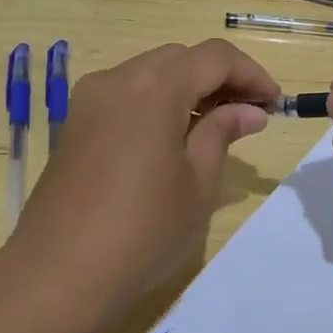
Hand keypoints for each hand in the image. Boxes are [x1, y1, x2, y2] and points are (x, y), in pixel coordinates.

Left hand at [10, 40, 278, 323]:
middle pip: (180, 58)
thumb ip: (222, 134)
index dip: (251, 74)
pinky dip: (157, 102)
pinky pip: (126, 94)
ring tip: (215, 128)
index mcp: (153, 88)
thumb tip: (248, 111)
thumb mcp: (198, 184)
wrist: (57, 275)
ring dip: (187, 89)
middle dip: (219, 78)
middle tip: (248, 116)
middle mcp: (117, 80)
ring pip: (150, 73)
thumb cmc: (141, 232)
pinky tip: (173, 138)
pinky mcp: (75, 124)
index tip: (274, 104)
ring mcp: (89, 100)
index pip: (214, 57)